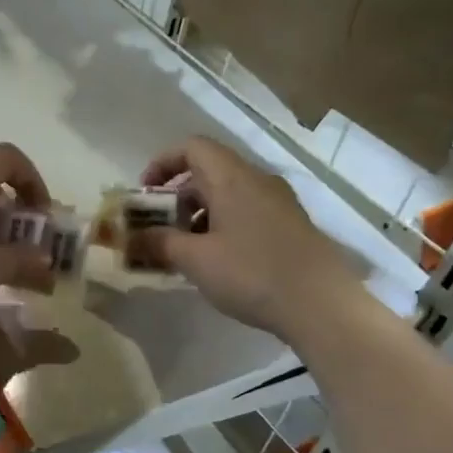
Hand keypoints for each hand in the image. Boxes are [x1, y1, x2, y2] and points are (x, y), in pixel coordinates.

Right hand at [133, 136, 353, 338]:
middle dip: (176, 197)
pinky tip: (215, 262)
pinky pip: (246, 213)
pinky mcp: (289, 226)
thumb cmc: (251, 273)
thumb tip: (131, 238)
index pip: (192, 148)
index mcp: (232, 178)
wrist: (321, 305)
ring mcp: (278, 203)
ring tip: (182, 251)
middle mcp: (257, 181)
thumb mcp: (195, 260)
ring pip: (227, 195)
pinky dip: (221, 226)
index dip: (162, 163)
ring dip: (198, 216)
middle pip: (208, 172)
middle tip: (157, 229)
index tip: (144, 195)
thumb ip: (159, 243)